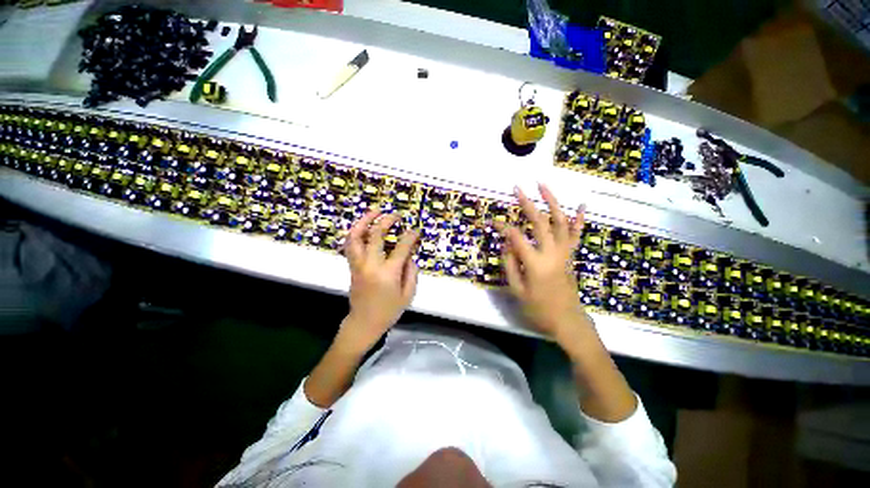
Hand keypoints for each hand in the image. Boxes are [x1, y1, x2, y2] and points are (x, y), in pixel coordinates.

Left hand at [339, 207, 419, 354]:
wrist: (364, 323)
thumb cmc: (389, 311)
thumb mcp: (408, 294)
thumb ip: (411, 272)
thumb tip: (409, 254)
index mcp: (388, 273)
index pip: (401, 247)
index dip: (410, 236)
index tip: (416, 231)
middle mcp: (371, 265)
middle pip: (376, 235)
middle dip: (387, 221)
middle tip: (396, 216)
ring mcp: (358, 264)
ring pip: (356, 236)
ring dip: (364, 221)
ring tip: (375, 212)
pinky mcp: (352, 266)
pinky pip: (350, 245)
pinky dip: (356, 232)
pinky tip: (364, 227)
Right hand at [496, 184, 585, 338]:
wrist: (567, 321)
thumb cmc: (538, 309)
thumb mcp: (517, 290)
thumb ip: (510, 264)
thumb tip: (506, 244)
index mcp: (535, 263)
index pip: (516, 238)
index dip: (503, 227)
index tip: (493, 222)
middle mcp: (552, 253)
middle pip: (539, 222)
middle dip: (527, 203)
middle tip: (517, 188)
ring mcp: (564, 252)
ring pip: (560, 222)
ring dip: (552, 202)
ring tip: (543, 186)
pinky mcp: (570, 255)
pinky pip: (576, 234)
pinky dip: (579, 219)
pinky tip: (581, 205)